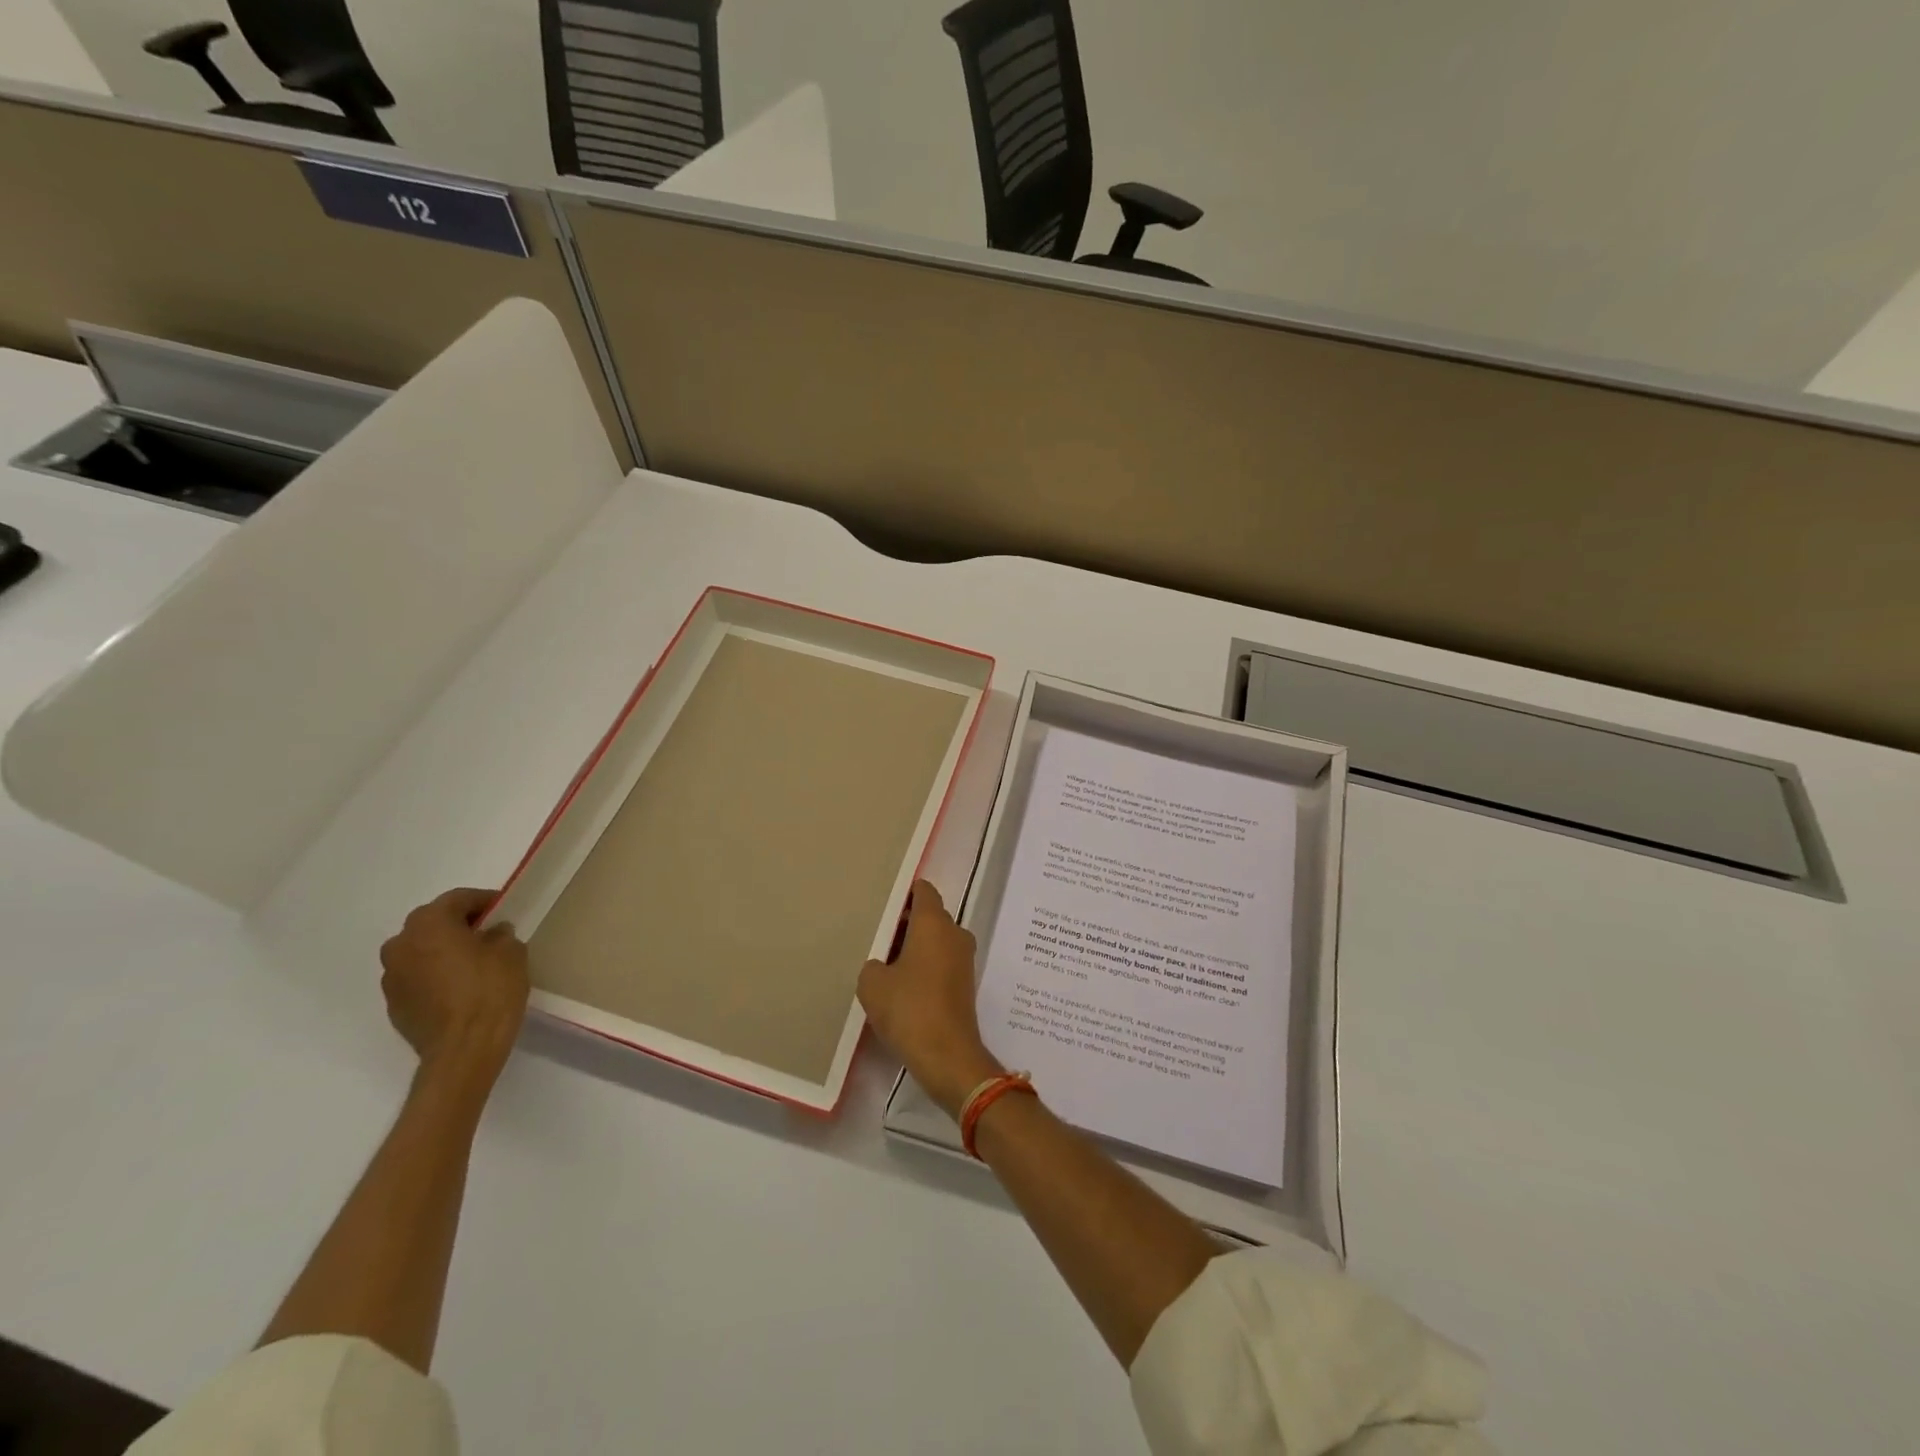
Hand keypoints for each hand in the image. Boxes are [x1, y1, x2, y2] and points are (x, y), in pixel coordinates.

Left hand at [379, 888, 529, 1085]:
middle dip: (459, 925)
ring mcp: (392, 977)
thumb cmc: (490, 990)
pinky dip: (435, 976)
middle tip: (488, 934)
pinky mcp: (394, 1005)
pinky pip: (417, 978)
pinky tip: (459, 989)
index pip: (458, 899)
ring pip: (421, 951)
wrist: (464, 1049)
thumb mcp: (511, 952)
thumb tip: (492, 933)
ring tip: (473, 963)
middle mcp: (401, 945)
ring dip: (443, 951)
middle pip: (433, 923)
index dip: (484, 901)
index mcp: (429, 924)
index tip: (504, 909)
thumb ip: (500, 935)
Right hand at [858, 880, 1003, 1119]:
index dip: (904, 893)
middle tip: (877, 936)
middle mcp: (955, 934)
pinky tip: (903, 985)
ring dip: (915, 947)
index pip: (923, 891)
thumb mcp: (872, 984)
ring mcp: (964, 959)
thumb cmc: (909, 1010)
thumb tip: (883, 965)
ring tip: (885, 963)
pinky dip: (925, 966)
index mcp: (934, 923)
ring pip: (936, 940)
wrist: (948, 1056)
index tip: (884, 903)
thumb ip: (873, 964)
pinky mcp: (965, 983)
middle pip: (930, 915)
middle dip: (905, 923)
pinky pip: (942, 962)